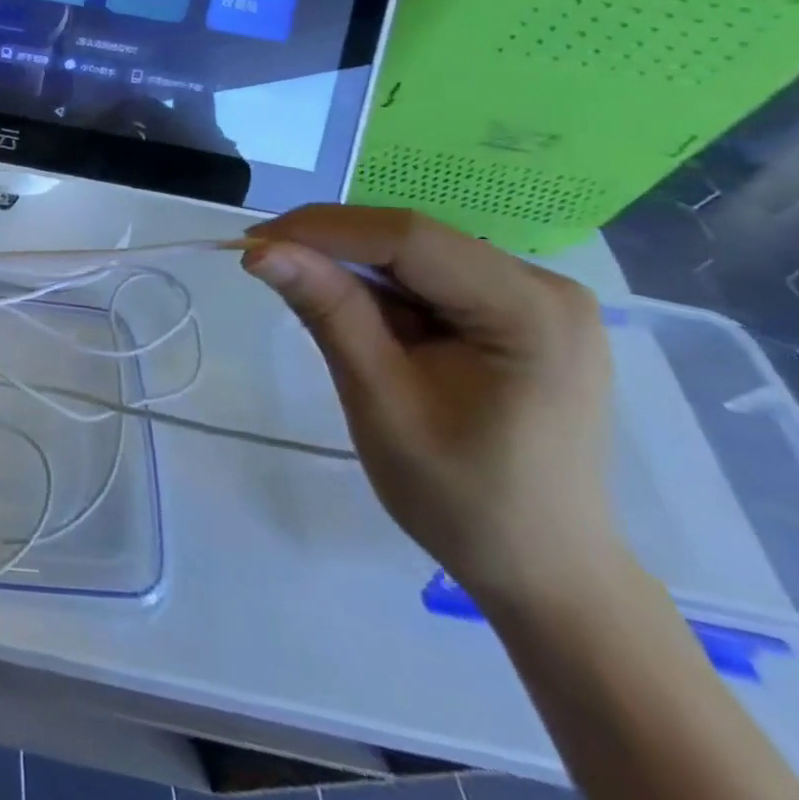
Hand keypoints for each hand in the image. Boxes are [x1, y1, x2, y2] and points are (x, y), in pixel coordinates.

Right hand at [241, 205, 624, 607]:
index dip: (323, 229)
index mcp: (531, 311)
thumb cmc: (462, 497)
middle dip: (332, 246)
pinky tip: (351, 313)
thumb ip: (327, 312)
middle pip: (414, 240)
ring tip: (301, 291)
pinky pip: (432, 279)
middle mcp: (545, 288)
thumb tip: (261, 250)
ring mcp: (537, 300)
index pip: (409, 237)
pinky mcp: (520, 316)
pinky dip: (380, 289)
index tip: (253, 244)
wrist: (541, 570)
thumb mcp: (380, 400)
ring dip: (352, 268)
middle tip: (264, 263)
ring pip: (417, 255)